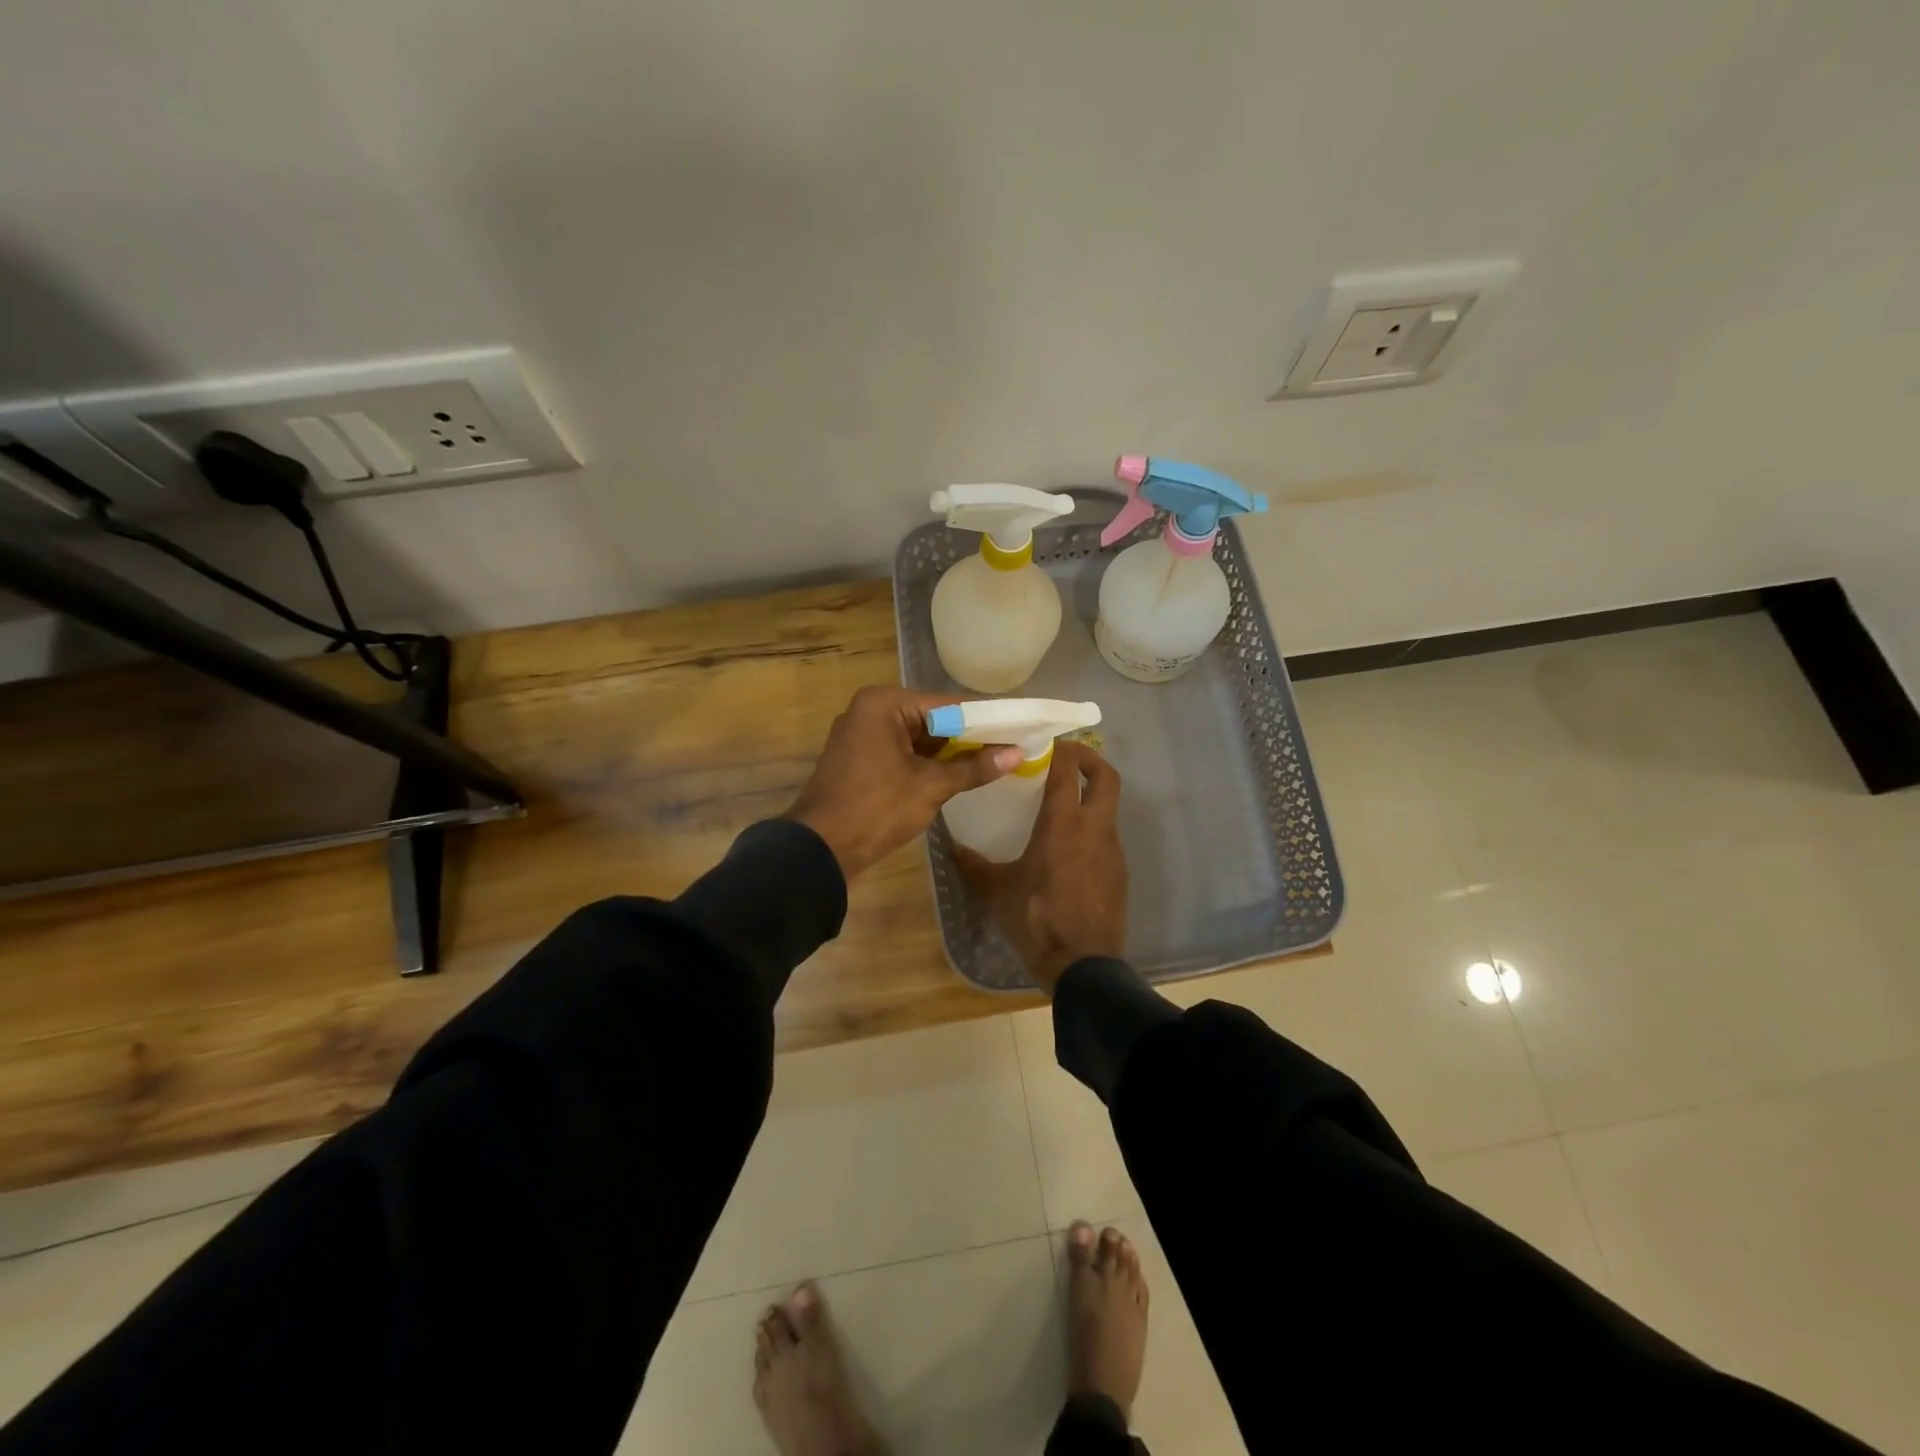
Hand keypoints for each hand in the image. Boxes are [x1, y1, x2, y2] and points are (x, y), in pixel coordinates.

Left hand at [785, 686, 1022, 880]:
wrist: (819, 849)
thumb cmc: (876, 808)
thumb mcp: (931, 787)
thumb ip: (974, 767)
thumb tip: (1017, 754)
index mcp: (884, 703)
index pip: (947, 704)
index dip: (985, 719)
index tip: (1018, 730)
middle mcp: (870, 710)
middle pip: (932, 719)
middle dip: (968, 737)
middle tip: (1010, 749)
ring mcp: (861, 734)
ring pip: (918, 738)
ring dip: (949, 753)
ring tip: (993, 762)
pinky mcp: (859, 758)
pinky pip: (902, 752)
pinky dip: (926, 763)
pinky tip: (957, 775)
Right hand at [956, 740, 1127, 993]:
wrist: (1082, 965)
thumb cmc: (1036, 919)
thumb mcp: (996, 891)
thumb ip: (974, 865)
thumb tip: (951, 847)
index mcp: (1062, 824)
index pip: (1067, 770)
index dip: (1060, 749)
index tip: (1047, 742)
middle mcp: (1094, 828)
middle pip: (1106, 777)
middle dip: (1090, 759)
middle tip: (1067, 758)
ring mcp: (1113, 851)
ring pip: (1110, 808)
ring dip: (1091, 797)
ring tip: (1063, 805)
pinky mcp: (1120, 872)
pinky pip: (1108, 838)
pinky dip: (1093, 829)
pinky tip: (1071, 849)